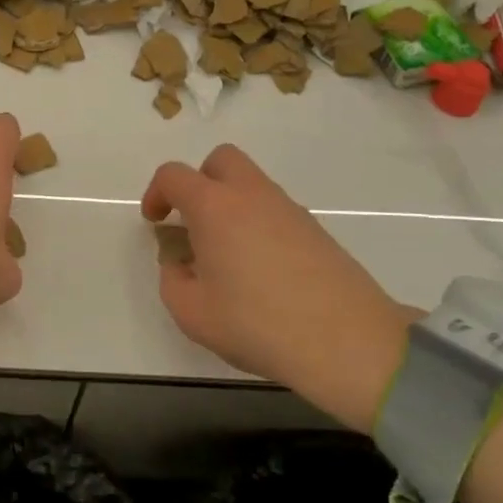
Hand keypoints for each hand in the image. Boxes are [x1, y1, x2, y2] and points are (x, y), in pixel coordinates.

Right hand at [141, 145, 414, 432]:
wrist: (347, 342)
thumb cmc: (257, 323)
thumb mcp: (192, 312)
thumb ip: (173, 279)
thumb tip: (182, 262)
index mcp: (215, 206)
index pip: (175, 175)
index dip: (156, 193)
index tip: (155, 223)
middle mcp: (252, 195)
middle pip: (221, 161)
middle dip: (199, 182)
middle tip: (192, 222)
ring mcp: (290, 210)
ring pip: (252, 185)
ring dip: (230, 205)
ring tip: (225, 256)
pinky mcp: (316, 230)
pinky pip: (275, 210)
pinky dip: (257, 224)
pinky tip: (259, 271)